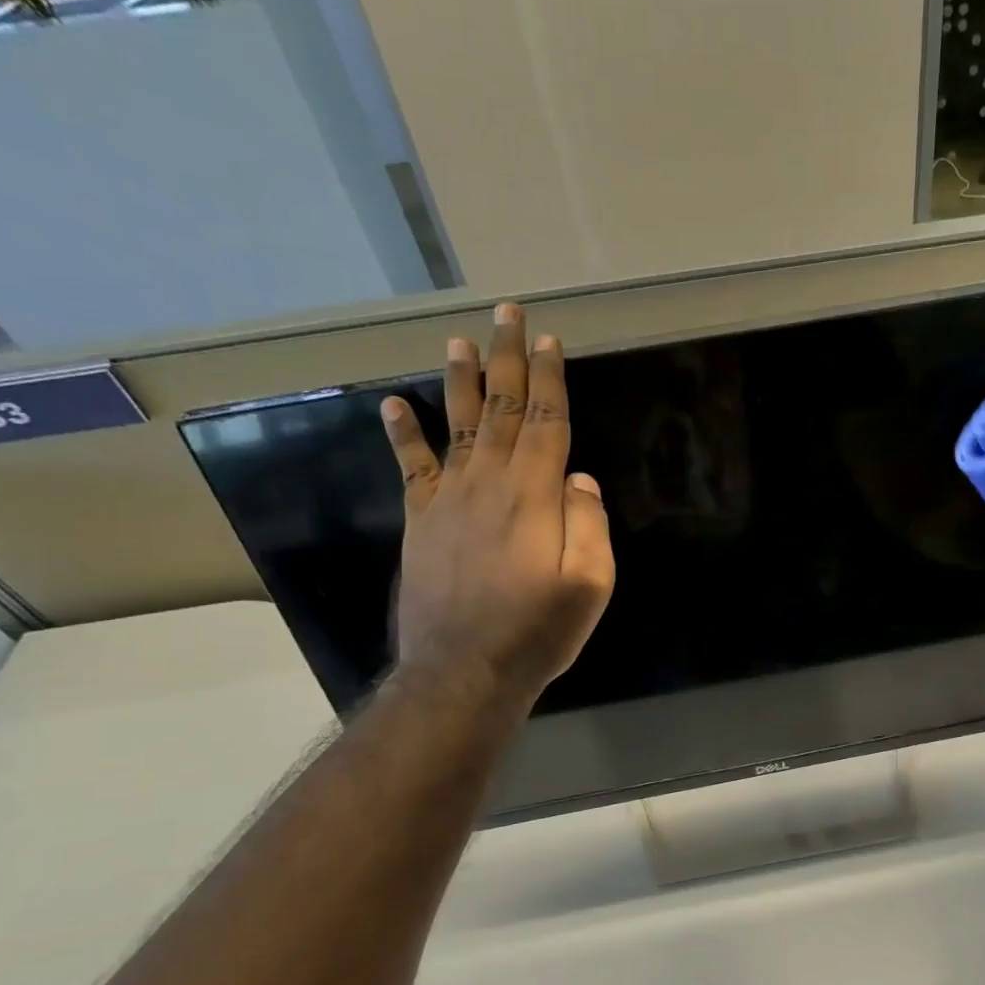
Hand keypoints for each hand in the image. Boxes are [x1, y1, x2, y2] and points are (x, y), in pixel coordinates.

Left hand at [381, 302, 614, 710]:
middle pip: (503, 410)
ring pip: (459, 425)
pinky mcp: (421, 522)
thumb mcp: (589, 585)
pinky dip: (404, 433)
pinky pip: (412, 467)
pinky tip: (395, 403)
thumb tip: (579, 479)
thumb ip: (589, 525)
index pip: (546, 422)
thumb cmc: (538, 631)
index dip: (549, 379)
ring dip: (462, 380)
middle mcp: (489, 484)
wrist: (463, 670)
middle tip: (506, 314)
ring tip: (459, 339)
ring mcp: (448, 500)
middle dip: (506, 359)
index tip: (548, 341)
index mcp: (535, 496)